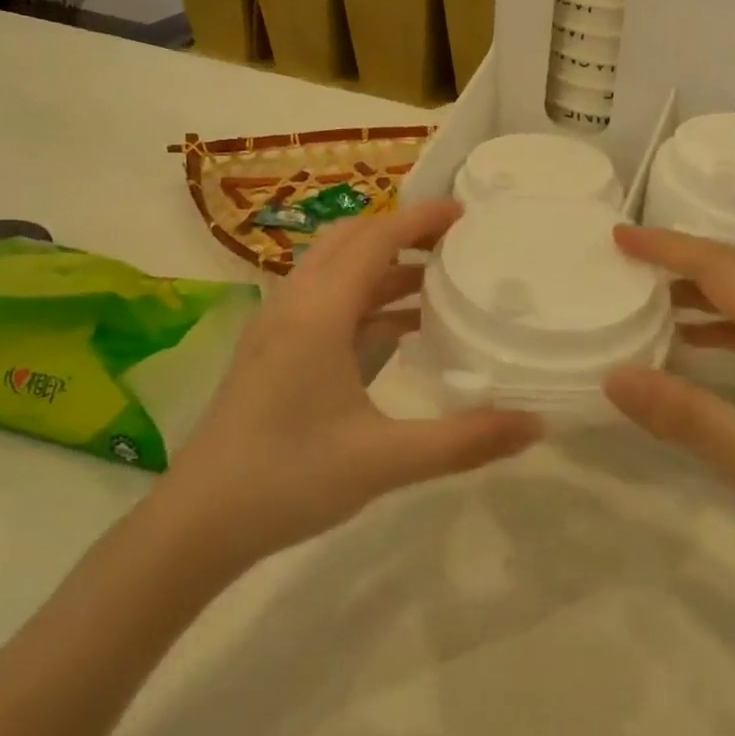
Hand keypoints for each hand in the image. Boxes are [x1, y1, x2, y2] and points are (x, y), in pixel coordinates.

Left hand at [159, 200, 542, 569]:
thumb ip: (464, 440)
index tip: (465, 212)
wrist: (198, 523)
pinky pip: (325, 302)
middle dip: (402, 231)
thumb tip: (536, 422)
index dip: (421, 218)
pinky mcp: (273, 350)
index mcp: (318, 311)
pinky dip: (364, 299)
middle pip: (351, 240)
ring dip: (383, 266)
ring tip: (437, 282)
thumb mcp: (385, 460)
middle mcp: (295, 303)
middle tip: (454, 241)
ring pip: (335, 270)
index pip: (376, 239)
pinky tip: (399, 331)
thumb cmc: (289, 479)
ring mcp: (278, 326)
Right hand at [604, 226, 734, 616]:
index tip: (618, 237)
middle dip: (680, 257)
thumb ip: (692, 419)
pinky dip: (726, 325)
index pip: (723, 270)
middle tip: (625, 260)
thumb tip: (616, 376)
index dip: (668, 247)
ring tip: (650, 302)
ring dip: (702, 290)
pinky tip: (702, 350)